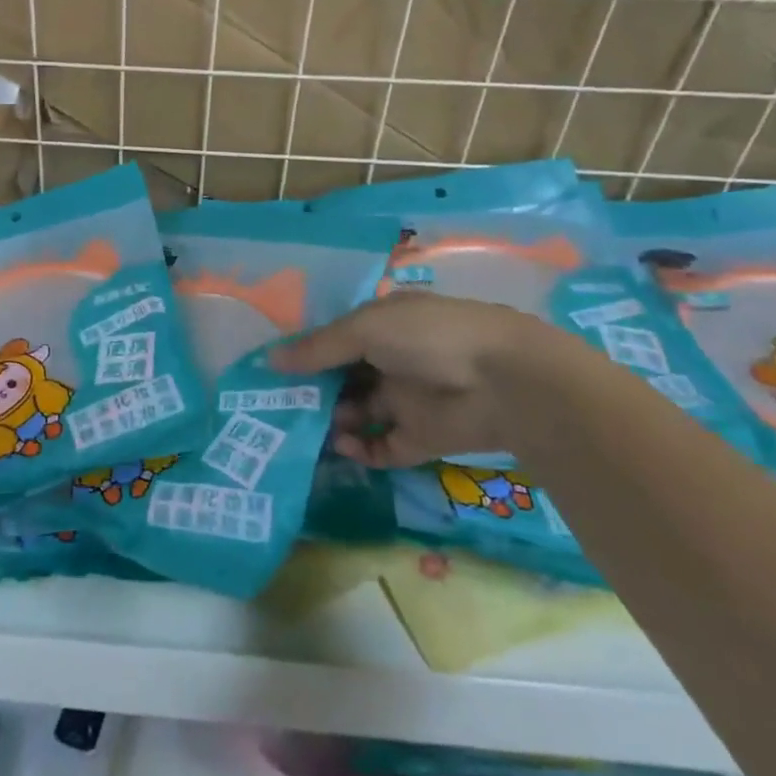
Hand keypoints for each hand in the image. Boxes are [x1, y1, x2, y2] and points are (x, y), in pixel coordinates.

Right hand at [273, 291, 548, 467]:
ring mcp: (406, 400)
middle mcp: (391, 360)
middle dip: (313, 391)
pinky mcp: (421, 437)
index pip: (336, 339)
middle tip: (278, 407)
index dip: (307, 353)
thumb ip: (318, 348)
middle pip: (343, 378)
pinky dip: (361, 450)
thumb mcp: (366, 329)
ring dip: (332, 421)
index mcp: (382, 326)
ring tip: (304, 430)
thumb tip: (269, 361)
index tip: (273, 371)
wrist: (506, 382)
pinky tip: (342, 447)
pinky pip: (382, 446)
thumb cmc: (429, 337)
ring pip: (358, 413)